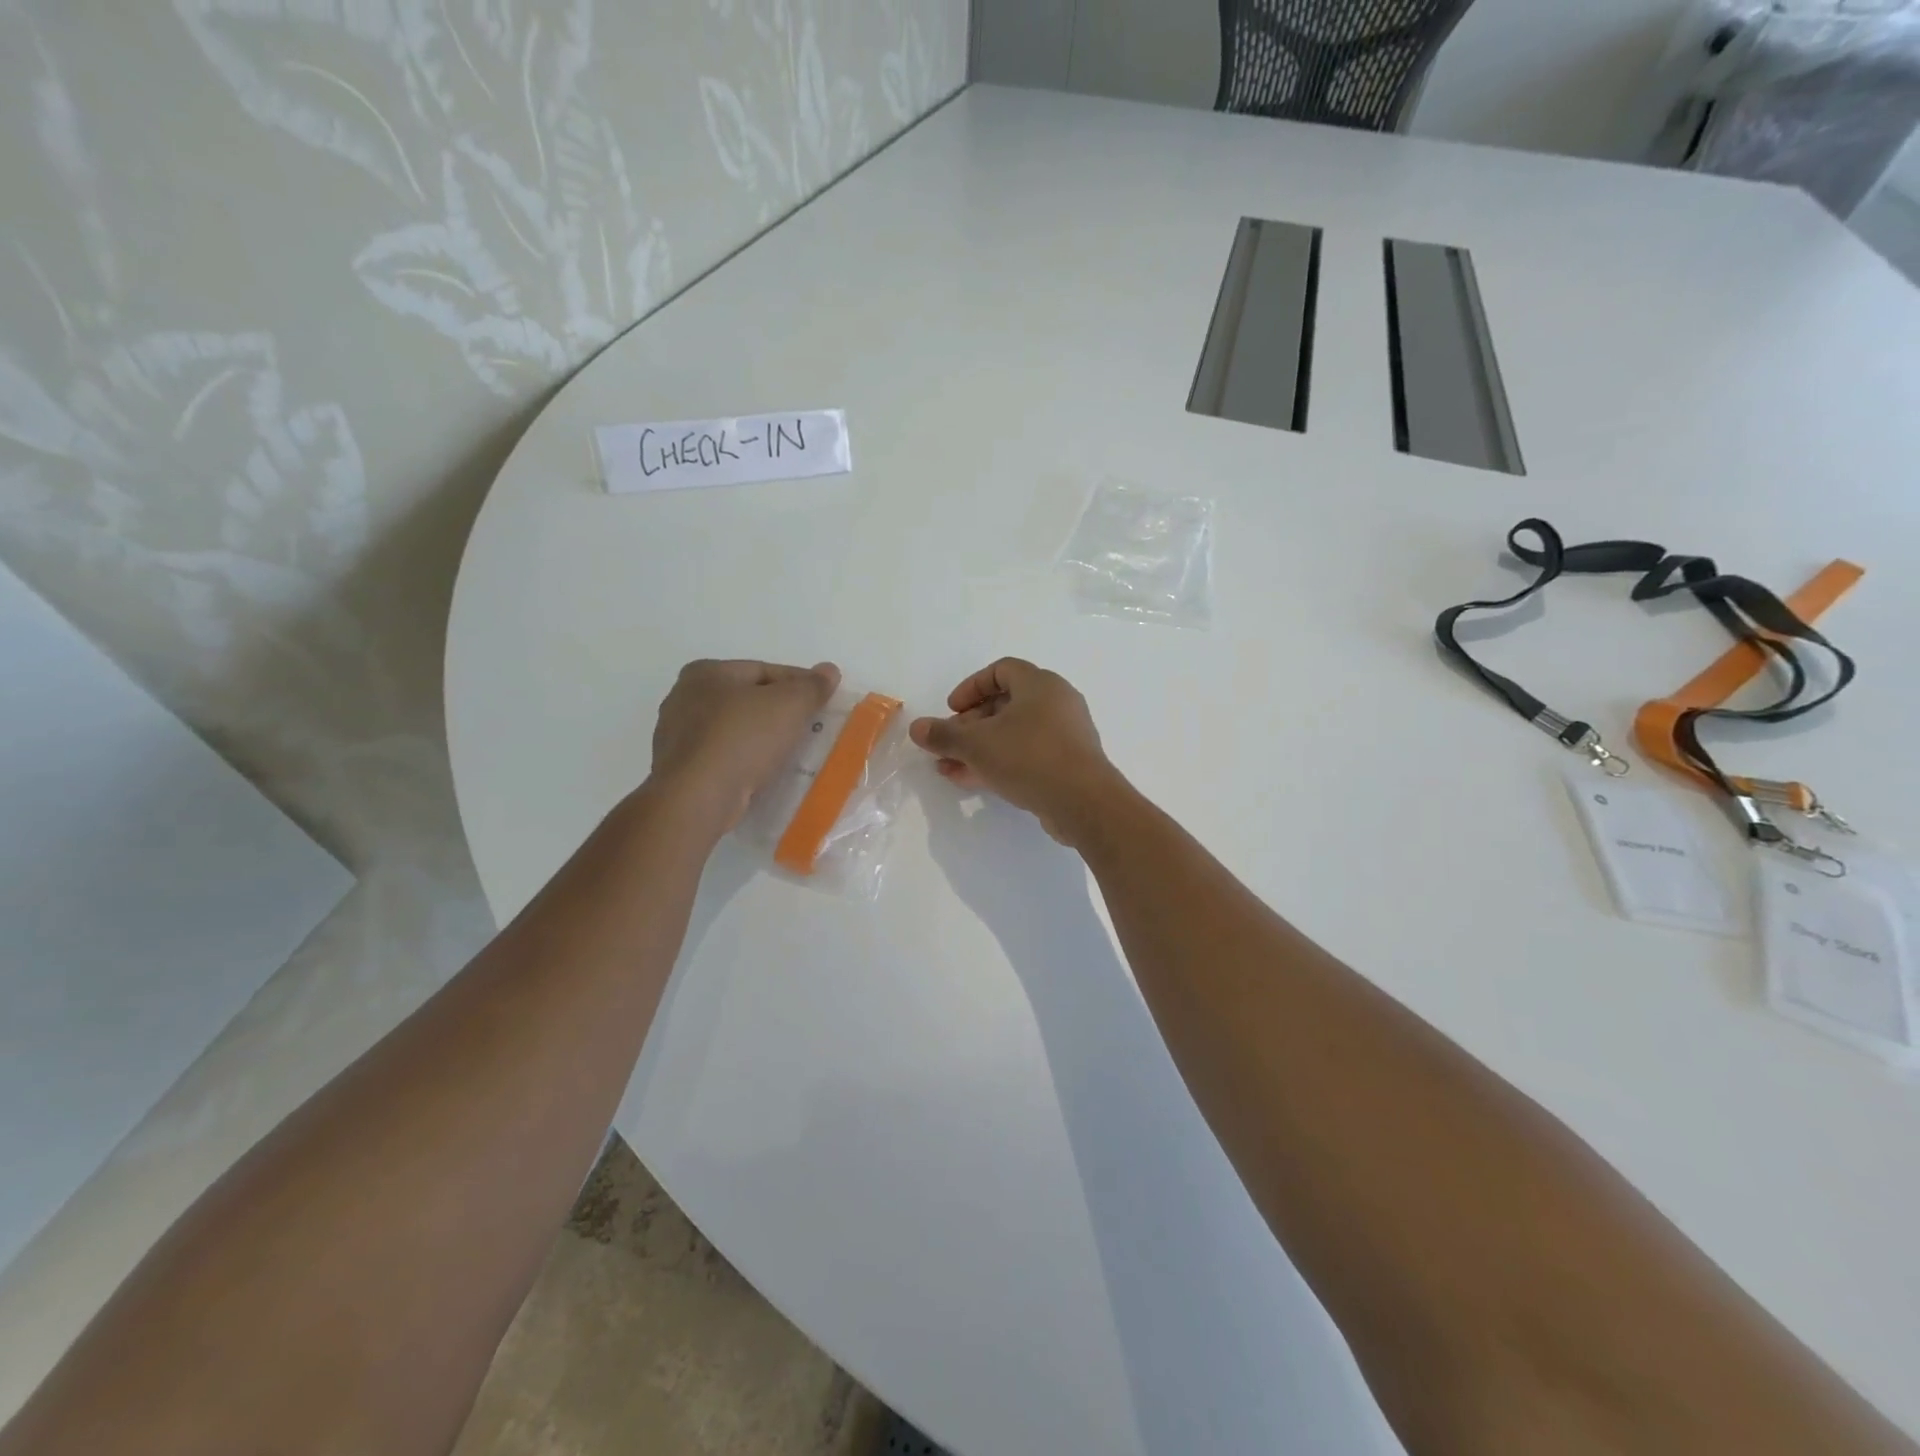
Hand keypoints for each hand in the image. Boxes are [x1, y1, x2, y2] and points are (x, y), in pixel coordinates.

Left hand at [649, 659, 840, 833]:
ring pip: (735, 731)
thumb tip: (829, 670)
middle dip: (779, 711)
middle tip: (811, 726)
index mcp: (706, 672)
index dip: (798, 683)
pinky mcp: (681, 770)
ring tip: (793, 752)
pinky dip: (746, 761)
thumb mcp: (789, 705)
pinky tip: (765, 773)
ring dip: (763, 738)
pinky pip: (724, 758)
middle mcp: (684, 698)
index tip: (823, 699)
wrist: (699, 798)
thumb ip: (811, 686)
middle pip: (747, 700)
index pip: (763, 670)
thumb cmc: (743, 739)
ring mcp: (677, 737)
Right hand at [909, 658, 1120, 843]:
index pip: (1001, 670)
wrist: (1084, 803)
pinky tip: (974, 781)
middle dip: (970, 725)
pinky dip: (1000, 762)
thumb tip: (916, 728)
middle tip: (948, 744)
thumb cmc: (1029, 758)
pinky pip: (1028, 754)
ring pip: (1014, 733)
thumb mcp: (977, 745)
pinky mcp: (1068, 763)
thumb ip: (944, 735)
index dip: (971, 687)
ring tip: (949, 768)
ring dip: (980, 748)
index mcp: (1039, 684)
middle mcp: (1056, 702)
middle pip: (1005, 704)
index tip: (951, 710)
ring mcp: (1065, 734)